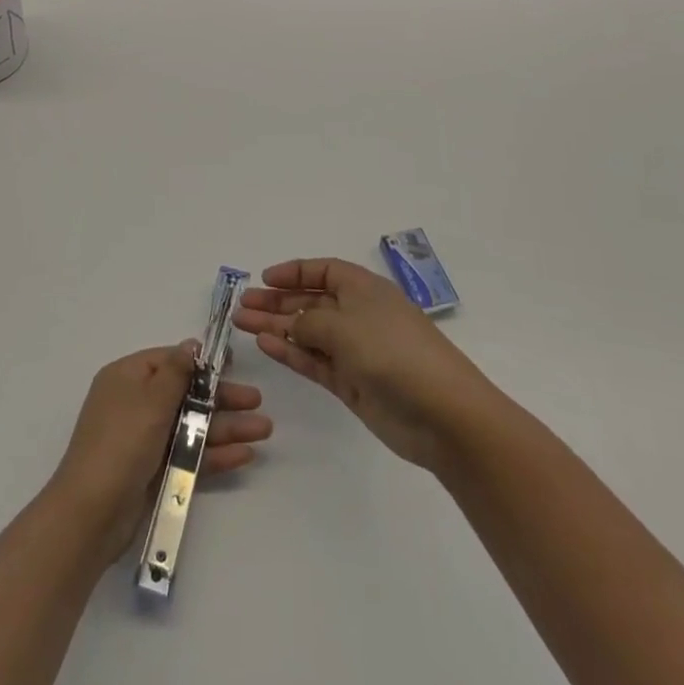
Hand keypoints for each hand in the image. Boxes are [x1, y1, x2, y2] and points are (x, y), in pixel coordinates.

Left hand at [49, 342, 270, 565]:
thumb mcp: (151, 400)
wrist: (91, 514)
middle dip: (222, 398)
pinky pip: (188, 454)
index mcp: (127, 377)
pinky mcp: (153, 471)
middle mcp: (135, 404)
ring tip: (264, 430)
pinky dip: (214, 453)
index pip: (169, 361)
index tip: (232, 365)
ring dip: (226, 426)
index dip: (201, 363)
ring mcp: (144, 439)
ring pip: (191, 426)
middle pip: (185, 394)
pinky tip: (245, 454)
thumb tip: (190, 345)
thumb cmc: (122, 443)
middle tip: (258, 401)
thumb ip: (176, 372)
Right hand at [234, 258, 496, 472]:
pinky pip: (314, 360)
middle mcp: (359, 315)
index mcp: (364, 289)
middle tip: (242, 305)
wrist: (441, 413)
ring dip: (277, 326)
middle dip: (277, 301)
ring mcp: (355, 351)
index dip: (294, 272)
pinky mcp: (352, 383)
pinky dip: (290, 352)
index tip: (263, 278)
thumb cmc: (393, 351)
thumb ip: (308, 321)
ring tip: (242, 323)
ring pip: (308, 332)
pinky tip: (265, 344)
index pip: (324, 271)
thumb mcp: (344, 325)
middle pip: (311, 301)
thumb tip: (290, 323)